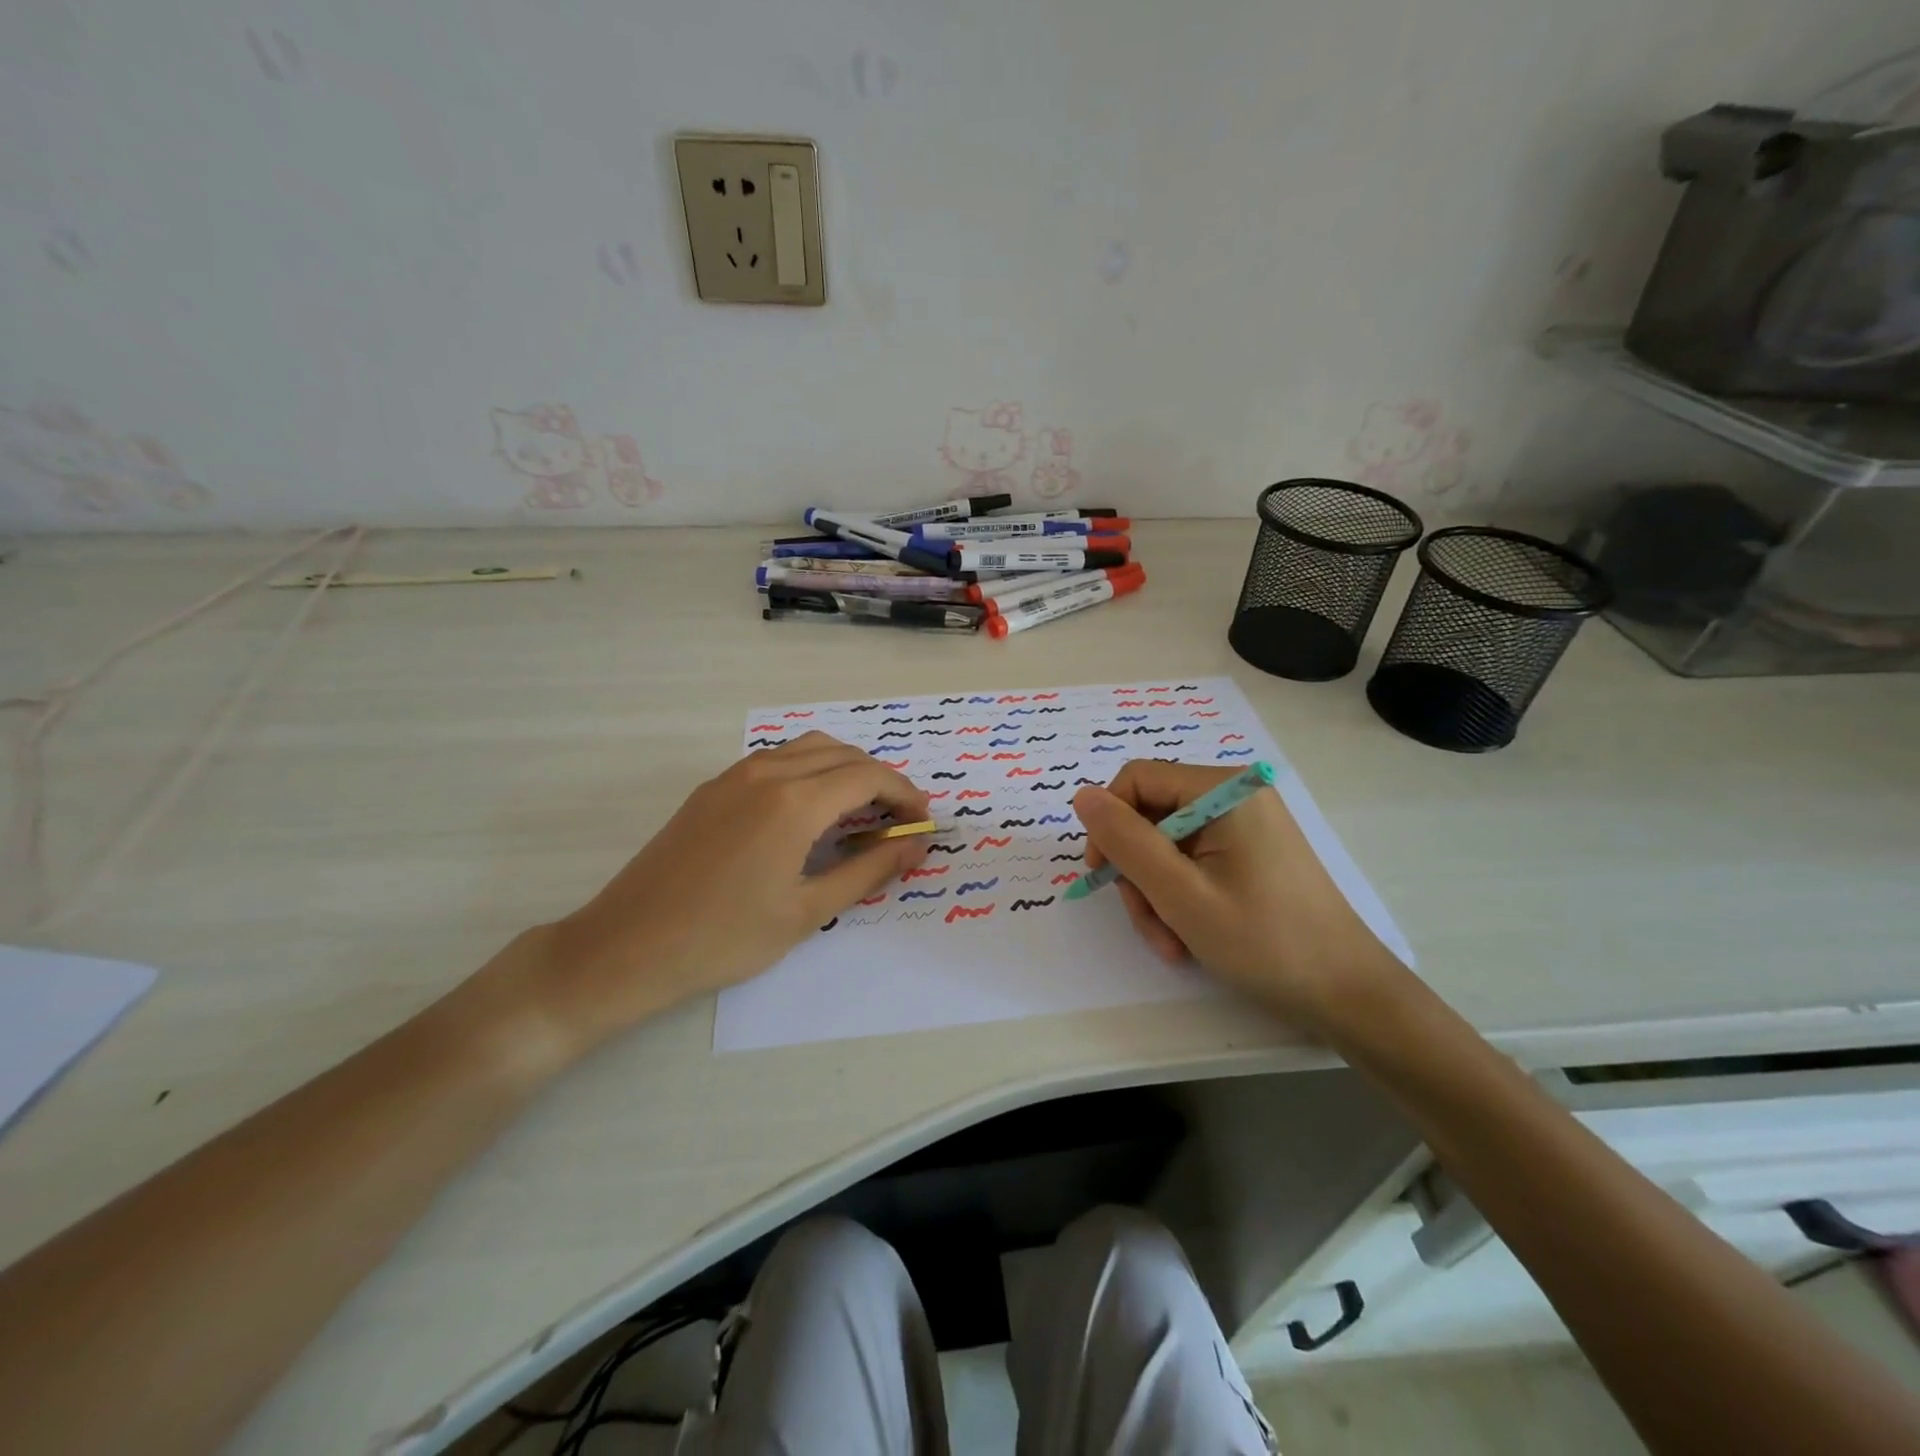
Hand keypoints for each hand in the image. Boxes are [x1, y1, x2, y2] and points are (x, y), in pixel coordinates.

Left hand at [493, 734, 929, 1061]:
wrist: (626, 947)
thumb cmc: (724, 938)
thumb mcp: (806, 912)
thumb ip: (867, 872)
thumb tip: (915, 847)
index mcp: (793, 802)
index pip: (867, 777)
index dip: (904, 794)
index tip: (922, 821)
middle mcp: (766, 773)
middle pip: (841, 754)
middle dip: (879, 779)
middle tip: (898, 819)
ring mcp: (733, 776)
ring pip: (807, 749)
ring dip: (844, 769)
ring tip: (861, 811)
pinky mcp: (712, 789)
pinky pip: (776, 761)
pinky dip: (809, 771)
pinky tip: (810, 812)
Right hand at [1072, 761, 1406, 1031]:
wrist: (1348, 994)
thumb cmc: (1264, 942)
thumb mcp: (1180, 893)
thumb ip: (1126, 840)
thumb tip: (1082, 796)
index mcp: (1224, 790)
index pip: (1137, 779)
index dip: (1109, 822)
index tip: (1103, 874)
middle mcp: (1235, 796)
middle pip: (1151, 815)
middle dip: (1138, 872)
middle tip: (1149, 923)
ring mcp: (1245, 826)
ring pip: (1166, 845)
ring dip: (1156, 894)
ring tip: (1171, 942)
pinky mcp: (1250, 853)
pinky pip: (1193, 862)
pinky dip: (1180, 898)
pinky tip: (1188, 938)